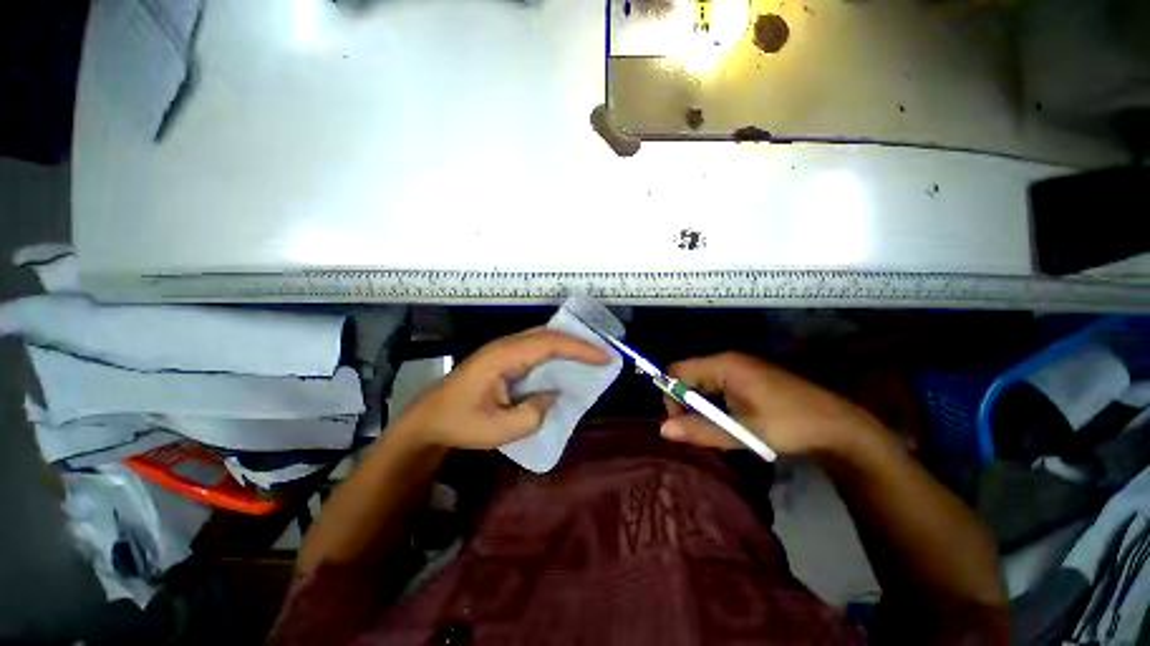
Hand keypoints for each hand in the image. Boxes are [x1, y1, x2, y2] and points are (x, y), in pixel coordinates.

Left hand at [396, 328, 609, 449]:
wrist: (429, 419)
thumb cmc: (461, 424)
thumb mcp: (500, 429)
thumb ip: (534, 412)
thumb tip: (554, 393)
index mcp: (504, 356)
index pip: (550, 344)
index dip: (580, 348)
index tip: (604, 357)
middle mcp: (505, 345)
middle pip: (548, 333)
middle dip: (578, 340)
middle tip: (602, 352)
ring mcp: (503, 349)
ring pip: (542, 337)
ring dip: (567, 343)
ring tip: (590, 354)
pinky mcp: (503, 356)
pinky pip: (535, 347)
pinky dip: (555, 350)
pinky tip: (565, 361)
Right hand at [660, 352, 886, 457]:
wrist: (839, 427)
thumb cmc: (790, 425)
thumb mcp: (743, 432)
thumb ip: (700, 430)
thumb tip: (662, 430)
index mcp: (724, 365)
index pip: (677, 371)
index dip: (672, 395)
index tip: (683, 423)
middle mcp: (728, 361)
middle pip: (688, 376)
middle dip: (687, 404)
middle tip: (701, 431)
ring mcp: (739, 368)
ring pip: (702, 384)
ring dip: (702, 407)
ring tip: (718, 430)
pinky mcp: (748, 378)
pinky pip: (717, 388)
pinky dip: (715, 406)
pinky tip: (731, 423)